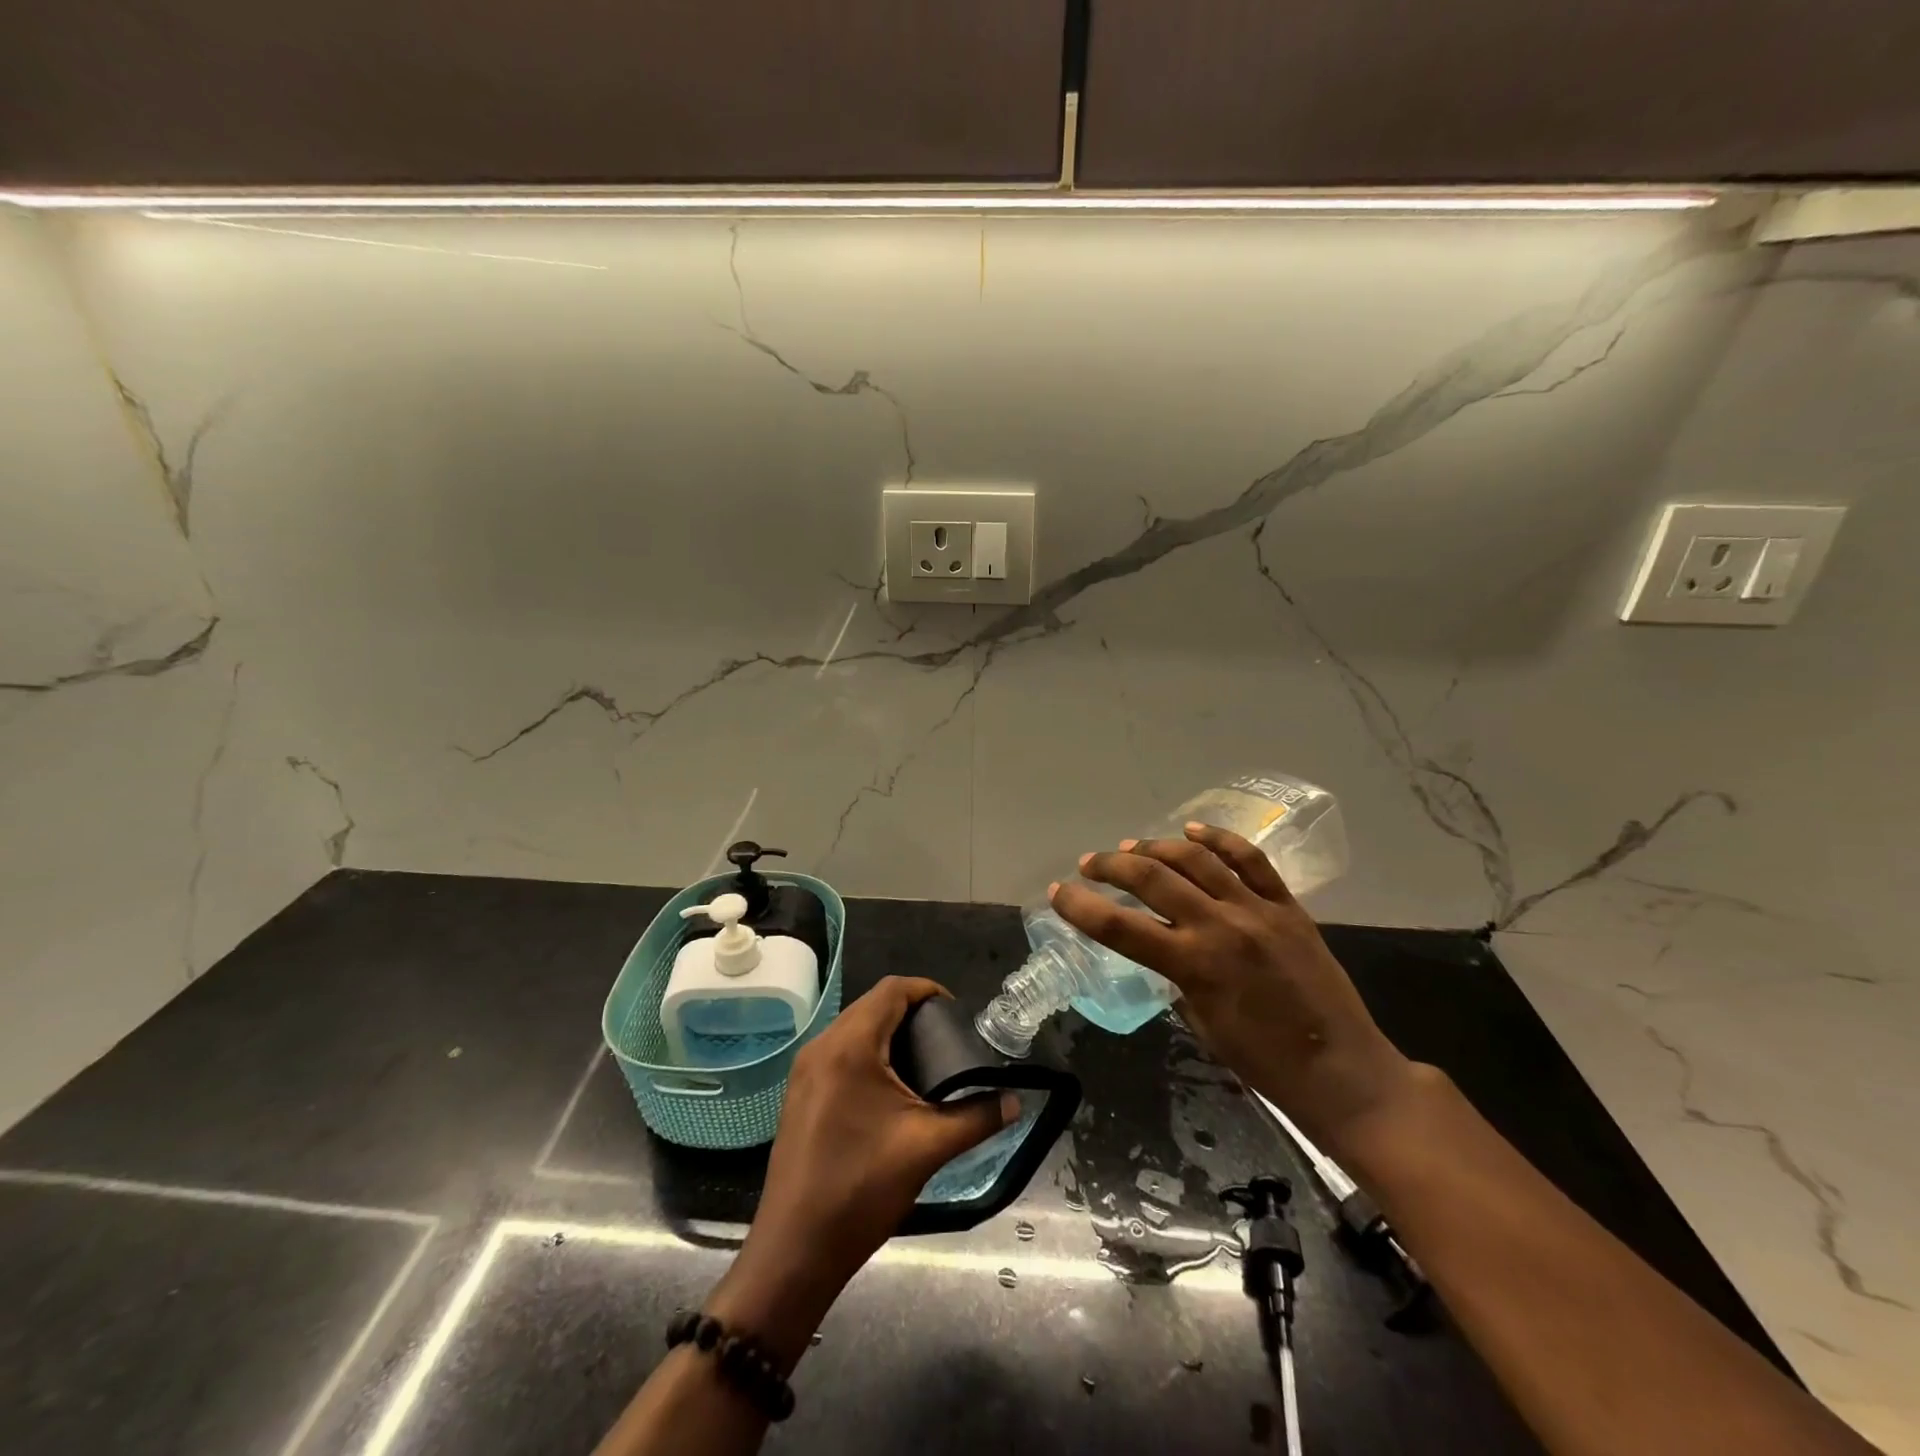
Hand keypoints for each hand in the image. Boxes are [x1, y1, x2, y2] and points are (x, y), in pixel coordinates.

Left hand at [705, 977, 1015, 1369]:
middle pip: (872, 1005)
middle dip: (911, 1013)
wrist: (795, 1250)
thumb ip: (976, 1117)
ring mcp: (805, 1070)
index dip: (927, 991)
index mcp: (850, 1046)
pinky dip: (868, 1053)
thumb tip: (1015, 1102)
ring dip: (888, 1034)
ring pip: (853, 1029)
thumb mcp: (927, 1148)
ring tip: (924, 1062)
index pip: (892, 990)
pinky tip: (890, 1089)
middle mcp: (822, 1046)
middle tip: (946, 1038)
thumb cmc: (862, 1188)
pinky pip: (839, 1053)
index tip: (957, 1014)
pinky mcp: (799, 1093)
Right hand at [1049, 824, 1414, 1152]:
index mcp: (1193, 965)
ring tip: (1132, 846)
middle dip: (1111, 865)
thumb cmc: (1265, 1063)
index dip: (1081, 906)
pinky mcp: (1288, 906)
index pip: (1119, 926)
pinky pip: (1250, 859)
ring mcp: (1257, 910)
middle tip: (1090, 864)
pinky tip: (1193, 830)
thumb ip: (1177, 978)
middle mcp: (1220, 926)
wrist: (1344, 1072)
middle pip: (1151, 877)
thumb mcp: (1203, 1024)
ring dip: (1156, 846)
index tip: (1058, 893)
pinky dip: (1218, 839)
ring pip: (1196, 858)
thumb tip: (1163, 948)